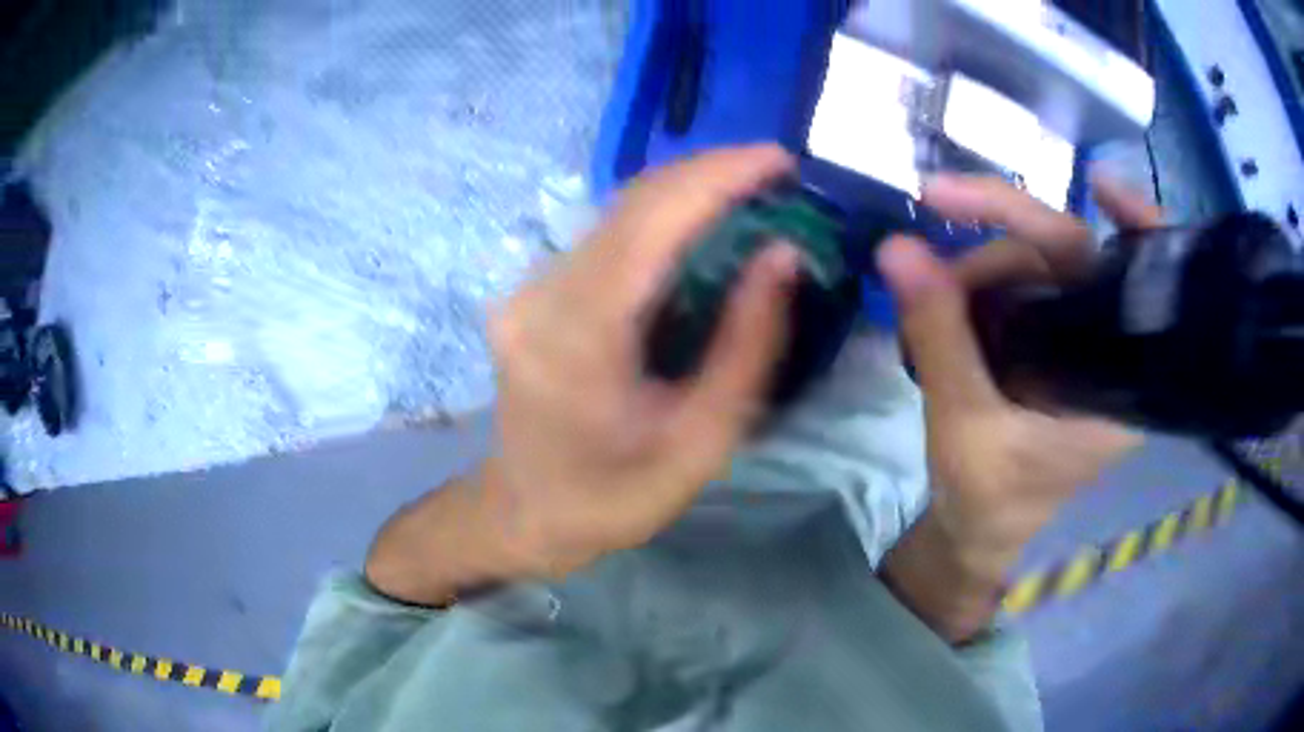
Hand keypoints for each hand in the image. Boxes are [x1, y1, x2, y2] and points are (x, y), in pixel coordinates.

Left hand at [483, 145, 798, 577]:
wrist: (526, 512)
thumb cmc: (613, 497)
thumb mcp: (701, 442)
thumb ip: (746, 346)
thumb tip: (783, 255)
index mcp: (579, 338)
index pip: (649, 222)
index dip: (716, 176)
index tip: (780, 159)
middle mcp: (541, 294)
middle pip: (630, 202)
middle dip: (709, 173)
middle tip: (777, 173)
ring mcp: (528, 287)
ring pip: (617, 210)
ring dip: (687, 190)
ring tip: (752, 191)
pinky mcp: (533, 290)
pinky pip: (606, 234)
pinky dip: (661, 217)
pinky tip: (701, 224)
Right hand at [878, 175, 1158, 615]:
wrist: (981, 539)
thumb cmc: (989, 504)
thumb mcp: (963, 427)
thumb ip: (938, 335)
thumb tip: (896, 247)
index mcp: (1116, 383)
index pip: (1132, 283)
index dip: (1133, 225)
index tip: (1100, 185)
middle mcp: (1107, 352)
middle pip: (1066, 260)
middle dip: (994, 253)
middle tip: (925, 278)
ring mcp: (1077, 345)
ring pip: (1035, 269)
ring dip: (977, 272)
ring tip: (928, 311)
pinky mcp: (1052, 346)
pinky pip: (1025, 289)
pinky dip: (988, 277)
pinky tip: (953, 287)